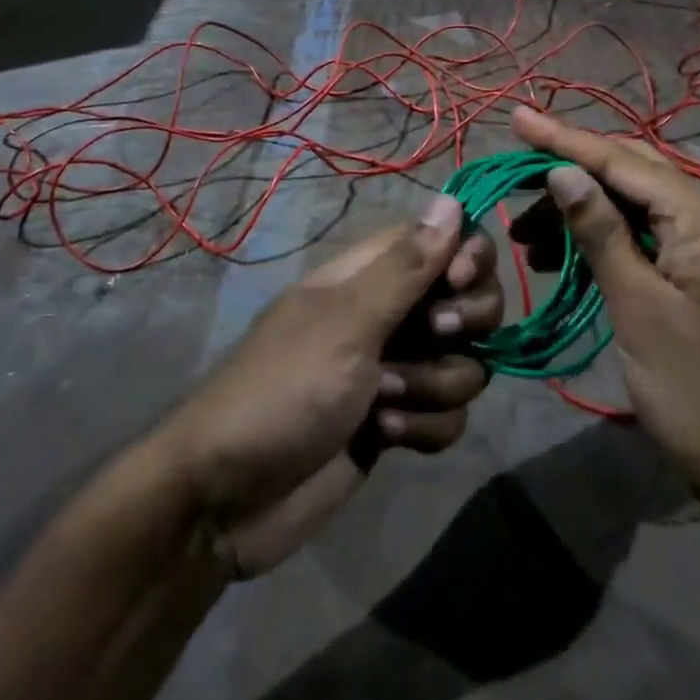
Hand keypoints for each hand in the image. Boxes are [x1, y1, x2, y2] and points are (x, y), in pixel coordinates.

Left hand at [159, 195, 502, 576]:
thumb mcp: (347, 322)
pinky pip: (448, 415)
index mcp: (371, 275)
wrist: (229, 500)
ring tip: (382, 402)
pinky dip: (423, 428)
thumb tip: (452, 199)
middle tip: (431, 335)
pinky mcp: (399, 422)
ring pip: (465, 363)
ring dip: (434, 385)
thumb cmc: (284, 390)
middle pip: (469, 299)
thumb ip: (406, 267)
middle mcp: (391, 314)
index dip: (468, 255)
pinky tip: (383, 437)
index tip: (459, 281)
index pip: (444, 239)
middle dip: (464, 323)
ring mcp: (397, 369)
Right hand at [510, 108, 699, 534]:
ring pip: (630, 204)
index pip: (620, 160)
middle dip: (567, 170)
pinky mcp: (697, 273)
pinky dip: (599, 239)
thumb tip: (562, 170)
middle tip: (511, 176)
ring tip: (523, 237)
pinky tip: (560, 257)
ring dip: (578, 211)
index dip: (563, 138)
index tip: (516, 116)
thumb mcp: (640, 309)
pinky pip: (640, 236)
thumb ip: (601, 233)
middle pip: (627, 172)